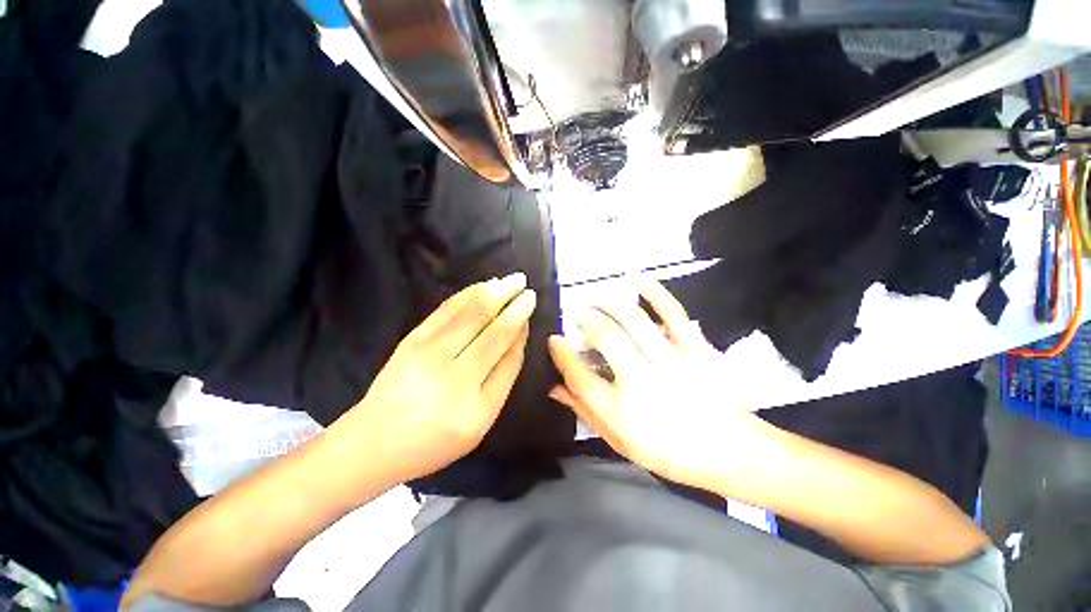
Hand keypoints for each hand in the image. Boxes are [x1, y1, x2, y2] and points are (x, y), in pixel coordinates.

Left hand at [335, 272, 535, 485]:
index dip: (522, 331)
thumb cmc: (433, 440)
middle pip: (495, 332)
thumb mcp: (479, 424)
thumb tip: (517, 335)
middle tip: (530, 289)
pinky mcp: (412, 339)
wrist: (373, 442)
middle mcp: (455, 379)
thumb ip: (502, 380)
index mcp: (476, 408)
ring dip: (498, 293)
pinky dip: (470, 293)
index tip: (529, 312)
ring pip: (473, 314)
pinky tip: (485, 285)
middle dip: (516, 306)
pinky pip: (447, 309)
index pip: (510, 358)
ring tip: (515, 280)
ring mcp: (430, 355)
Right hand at [548, 278, 771, 490]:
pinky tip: (637, 280)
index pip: (580, 377)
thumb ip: (585, 411)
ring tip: (597, 300)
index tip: (553, 339)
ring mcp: (672, 361)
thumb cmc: (670, 451)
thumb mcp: (620, 441)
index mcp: (622, 411)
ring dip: (610, 305)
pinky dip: (654, 292)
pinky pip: (672, 313)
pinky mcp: (695, 348)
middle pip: (607, 339)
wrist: (731, 451)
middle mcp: (644, 382)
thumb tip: (554, 387)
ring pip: (634, 322)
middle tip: (578, 314)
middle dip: (586, 320)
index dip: (562, 354)